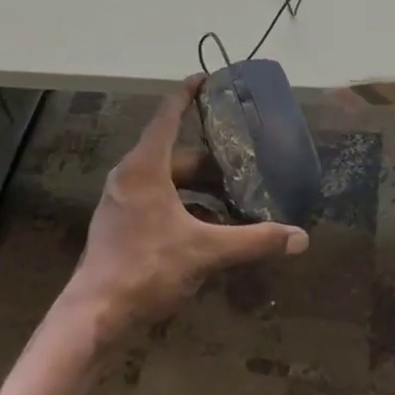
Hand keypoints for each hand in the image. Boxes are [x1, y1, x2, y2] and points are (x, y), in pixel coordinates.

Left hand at [66, 77, 308, 337]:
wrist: (93, 317)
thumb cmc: (146, 269)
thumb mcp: (205, 252)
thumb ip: (253, 241)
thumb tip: (300, 238)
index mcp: (145, 167)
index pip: (168, 115)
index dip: (188, 94)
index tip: (206, 78)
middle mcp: (130, 176)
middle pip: (177, 155)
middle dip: (212, 161)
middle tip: (244, 162)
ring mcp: (122, 201)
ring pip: (169, 180)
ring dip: (201, 188)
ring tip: (235, 199)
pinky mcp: (121, 223)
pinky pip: (159, 200)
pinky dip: (186, 206)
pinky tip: (212, 228)